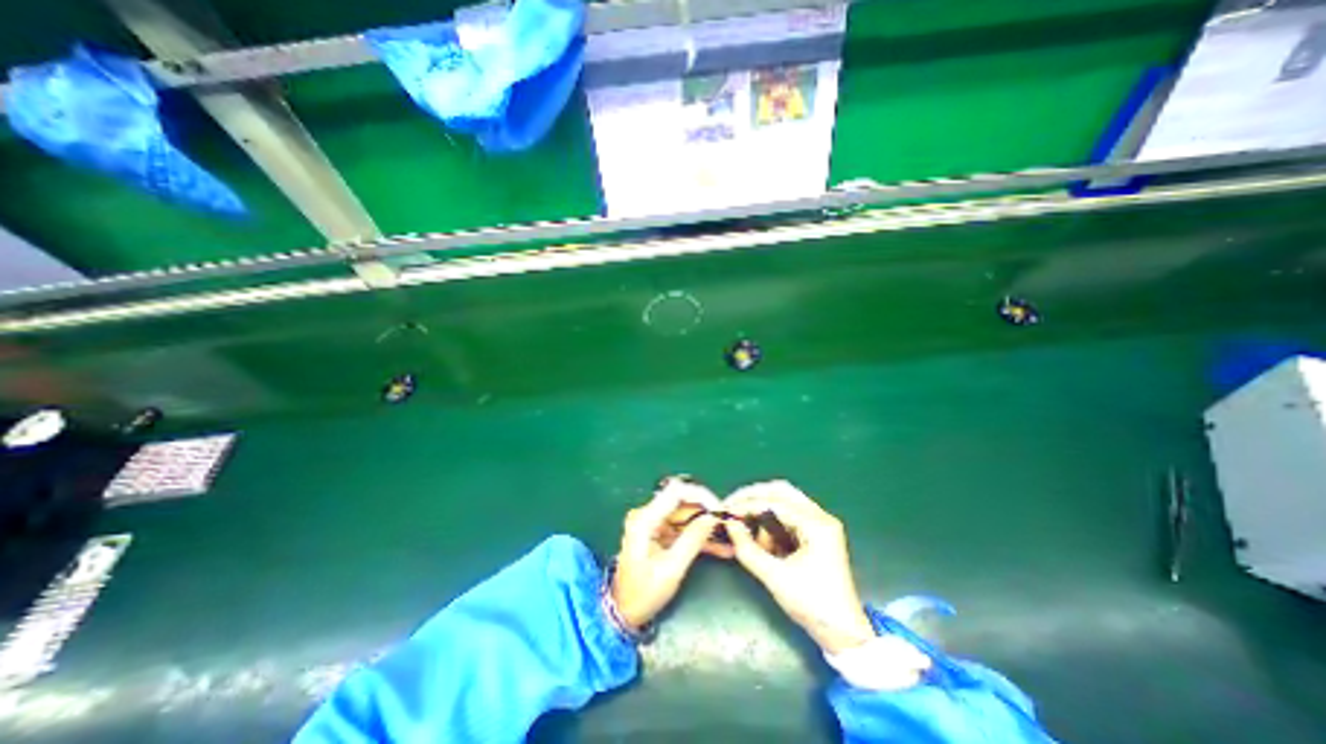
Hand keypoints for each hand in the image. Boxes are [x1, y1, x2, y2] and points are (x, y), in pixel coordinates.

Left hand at [610, 477, 722, 626]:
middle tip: (728, 522)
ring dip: (707, 526)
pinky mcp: (659, 533)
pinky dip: (700, 536)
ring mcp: (653, 524)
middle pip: (683, 502)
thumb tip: (713, 517)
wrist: (624, 613)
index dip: (700, 495)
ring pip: (686, 516)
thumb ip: (693, 540)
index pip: (676, 491)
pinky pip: (683, 529)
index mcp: (645, 519)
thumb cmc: (644, 593)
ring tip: (729, 536)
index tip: (719, 509)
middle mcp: (647, 515)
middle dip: (707, 511)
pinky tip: (721, 547)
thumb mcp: (671, 569)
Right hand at [721, 484, 876, 651]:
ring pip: (784, 502)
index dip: (747, 504)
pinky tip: (763, 541)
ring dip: (763, 513)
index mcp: (816, 525)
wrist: (844, 634)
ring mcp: (820, 524)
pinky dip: (772, 524)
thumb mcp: (775, 577)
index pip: (775, 502)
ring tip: (749, 533)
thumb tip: (729, 525)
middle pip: (781, 492)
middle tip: (733, 507)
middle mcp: (820, 517)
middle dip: (754, 497)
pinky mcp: (816, 534)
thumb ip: (747, 549)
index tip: (726, 511)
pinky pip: (788, 517)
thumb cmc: (812, 605)